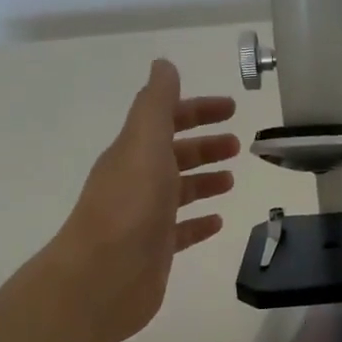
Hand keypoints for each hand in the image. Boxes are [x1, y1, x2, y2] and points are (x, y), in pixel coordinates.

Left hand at [38, 60, 238, 341]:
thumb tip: (164, 65)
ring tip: (231, 180)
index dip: (198, 110)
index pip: (167, 120)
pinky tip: (218, 221)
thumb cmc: (129, 205)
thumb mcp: (145, 143)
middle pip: (175, 155)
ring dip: (204, 181)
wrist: (103, 277)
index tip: (231, 108)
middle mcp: (137, 180)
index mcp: (134, 152)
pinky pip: (182, 230)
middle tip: (238, 145)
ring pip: (179, 191)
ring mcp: (145, 217)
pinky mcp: (155, 250)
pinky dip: (200, 222)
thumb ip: (157, 103)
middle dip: (205, 145)